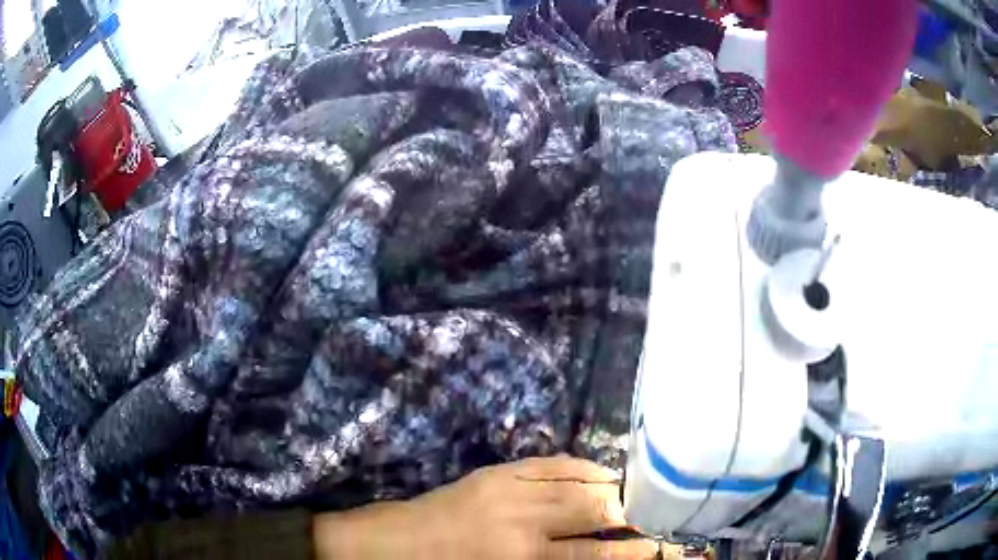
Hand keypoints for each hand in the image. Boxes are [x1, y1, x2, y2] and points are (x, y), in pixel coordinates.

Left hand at [314, 456, 659, 558]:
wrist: (398, 543)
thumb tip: (595, 555)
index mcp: (523, 555)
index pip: (594, 553)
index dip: (632, 551)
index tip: (659, 548)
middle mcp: (523, 517)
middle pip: (591, 507)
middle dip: (627, 510)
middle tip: (653, 512)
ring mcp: (509, 487)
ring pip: (575, 478)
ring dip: (609, 484)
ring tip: (634, 489)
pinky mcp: (497, 470)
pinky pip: (550, 461)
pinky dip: (579, 465)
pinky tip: (597, 470)